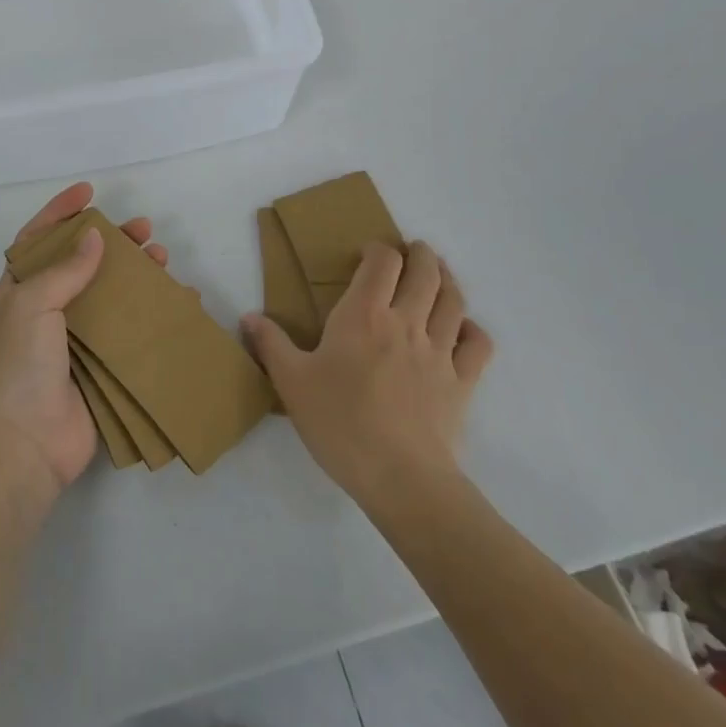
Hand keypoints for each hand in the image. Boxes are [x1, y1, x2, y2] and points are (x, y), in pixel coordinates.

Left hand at [0, 182, 167, 506]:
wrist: (23, 445)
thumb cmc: (18, 365)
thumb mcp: (31, 304)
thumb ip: (65, 269)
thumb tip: (94, 237)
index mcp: (21, 291)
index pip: (39, 239)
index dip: (61, 212)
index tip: (89, 191)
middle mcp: (48, 311)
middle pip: (84, 265)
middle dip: (113, 243)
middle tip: (144, 230)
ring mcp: (76, 342)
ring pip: (112, 296)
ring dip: (137, 275)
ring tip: (163, 259)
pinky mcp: (102, 369)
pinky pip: (131, 334)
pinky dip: (154, 317)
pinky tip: (178, 304)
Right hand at [242, 241, 492, 510]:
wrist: (400, 477)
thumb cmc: (340, 423)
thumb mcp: (291, 382)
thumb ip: (270, 344)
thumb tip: (248, 317)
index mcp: (364, 315)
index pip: (382, 262)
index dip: (378, 249)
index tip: (368, 254)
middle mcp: (406, 322)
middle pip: (425, 271)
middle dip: (420, 254)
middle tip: (412, 251)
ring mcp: (439, 351)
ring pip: (453, 300)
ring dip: (447, 280)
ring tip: (439, 276)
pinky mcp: (462, 382)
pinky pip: (478, 344)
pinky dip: (472, 329)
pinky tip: (463, 329)